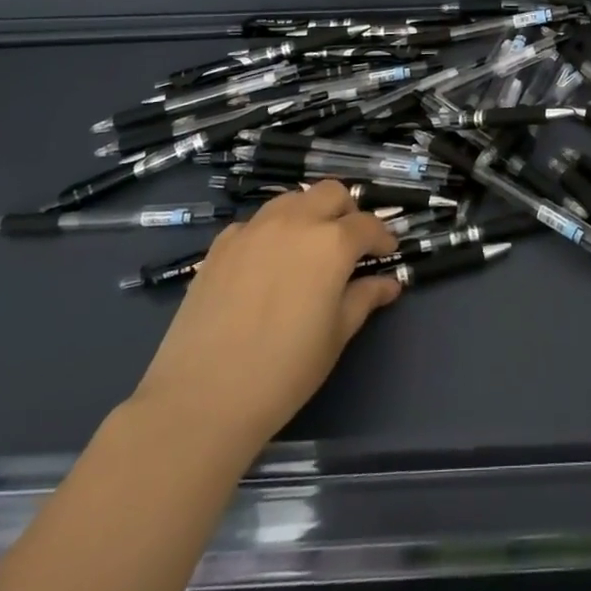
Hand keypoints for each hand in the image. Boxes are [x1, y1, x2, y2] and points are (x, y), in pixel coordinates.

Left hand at [131, 181, 401, 449]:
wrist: (201, 398)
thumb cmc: (283, 371)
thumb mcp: (336, 336)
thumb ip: (364, 299)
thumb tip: (388, 283)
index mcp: (331, 243)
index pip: (367, 225)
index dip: (382, 237)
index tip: (387, 253)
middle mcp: (295, 221)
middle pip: (331, 192)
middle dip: (348, 211)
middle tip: (350, 243)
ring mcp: (254, 229)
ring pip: (292, 199)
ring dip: (309, 212)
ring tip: (309, 247)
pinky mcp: (221, 244)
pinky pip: (256, 223)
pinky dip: (271, 232)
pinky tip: (267, 264)